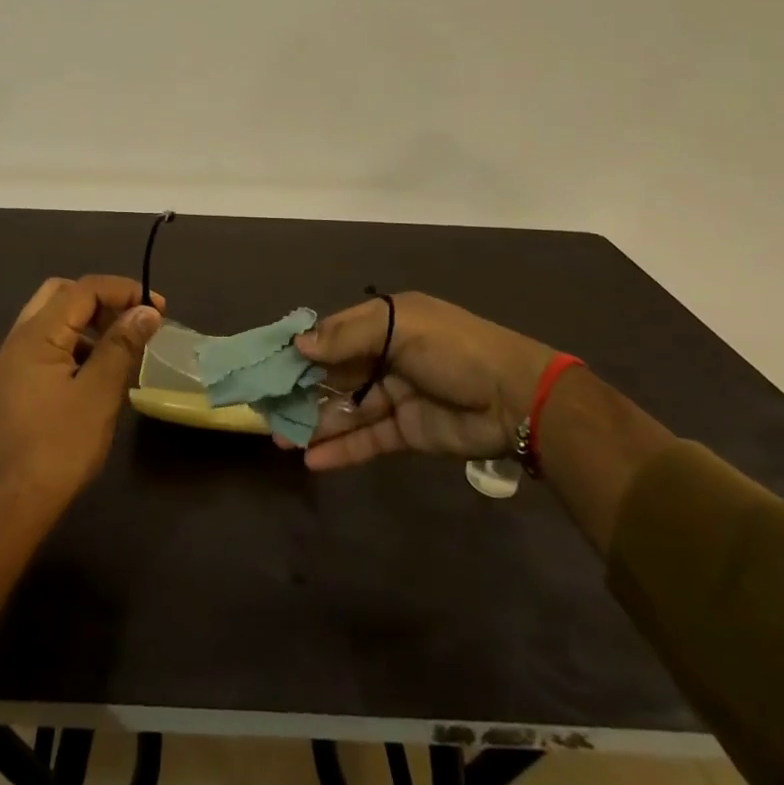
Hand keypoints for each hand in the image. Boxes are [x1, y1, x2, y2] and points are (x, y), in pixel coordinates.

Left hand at [0, 275, 162, 515]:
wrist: (14, 501)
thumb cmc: (60, 444)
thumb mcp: (100, 392)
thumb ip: (122, 345)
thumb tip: (146, 311)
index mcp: (37, 333)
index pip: (84, 289)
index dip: (123, 290)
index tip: (158, 308)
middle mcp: (20, 337)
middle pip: (63, 293)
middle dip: (102, 299)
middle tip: (132, 320)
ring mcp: (14, 360)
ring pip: (53, 318)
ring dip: (88, 321)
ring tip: (120, 346)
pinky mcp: (16, 381)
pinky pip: (48, 343)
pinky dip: (75, 342)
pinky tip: (96, 371)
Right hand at [291, 293, 556, 470]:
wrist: (517, 398)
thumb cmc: (454, 349)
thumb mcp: (401, 328)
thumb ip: (348, 337)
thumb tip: (300, 346)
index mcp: (383, 324)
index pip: (331, 335)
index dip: (301, 350)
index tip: (268, 365)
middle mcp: (384, 357)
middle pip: (333, 375)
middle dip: (301, 391)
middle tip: (266, 409)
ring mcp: (394, 396)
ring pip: (345, 410)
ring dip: (314, 423)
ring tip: (280, 439)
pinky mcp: (405, 432)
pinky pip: (366, 439)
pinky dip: (340, 449)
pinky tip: (312, 460)